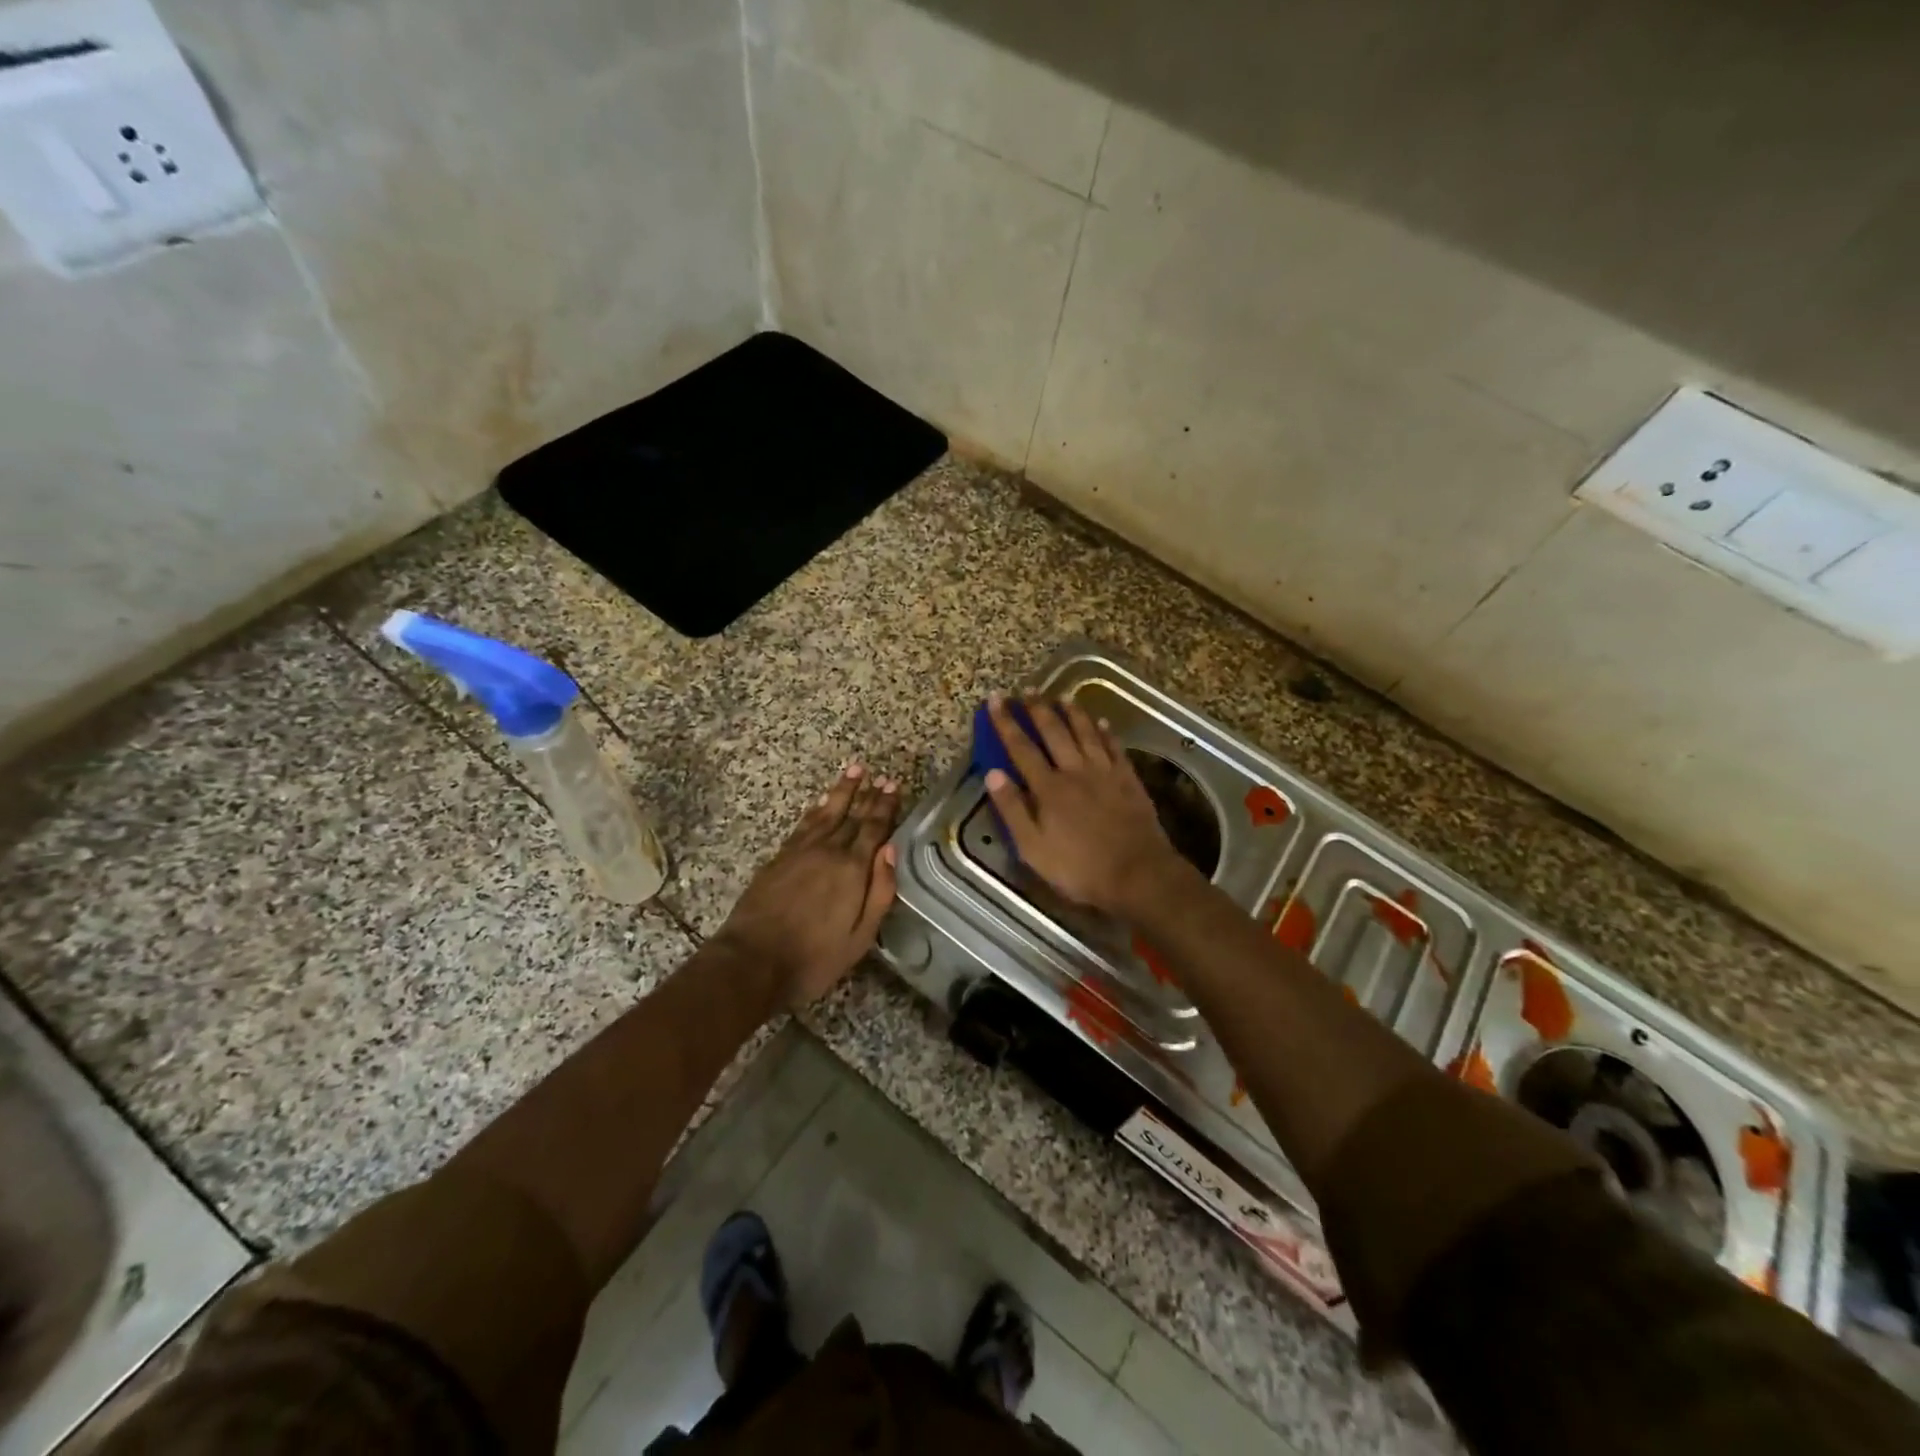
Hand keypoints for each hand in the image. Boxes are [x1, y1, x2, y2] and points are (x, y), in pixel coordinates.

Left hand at [715, 764, 899, 1007]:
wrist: (752, 962)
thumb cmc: (814, 957)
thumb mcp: (860, 936)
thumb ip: (880, 891)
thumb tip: (890, 849)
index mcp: (852, 870)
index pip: (874, 829)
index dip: (885, 806)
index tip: (892, 785)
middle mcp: (829, 851)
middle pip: (853, 816)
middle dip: (868, 794)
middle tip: (880, 774)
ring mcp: (801, 851)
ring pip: (827, 813)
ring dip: (842, 791)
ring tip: (854, 770)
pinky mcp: (779, 858)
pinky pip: (804, 823)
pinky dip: (816, 809)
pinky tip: (822, 802)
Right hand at [983, 692, 1183, 914]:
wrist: (1137, 874)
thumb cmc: (1078, 868)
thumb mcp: (1033, 848)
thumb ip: (1012, 809)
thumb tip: (992, 773)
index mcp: (1048, 788)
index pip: (1021, 748)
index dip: (1006, 723)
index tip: (995, 699)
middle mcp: (1075, 771)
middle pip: (1054, 732)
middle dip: (1038, 709)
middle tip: (1027, 690)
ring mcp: (1105, 773)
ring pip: (1086, 733)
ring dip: (1073, 713)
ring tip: (1062, 696)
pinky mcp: (1129, 780)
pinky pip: (1115, 748)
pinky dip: (1107, 732)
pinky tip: (1102, 722)